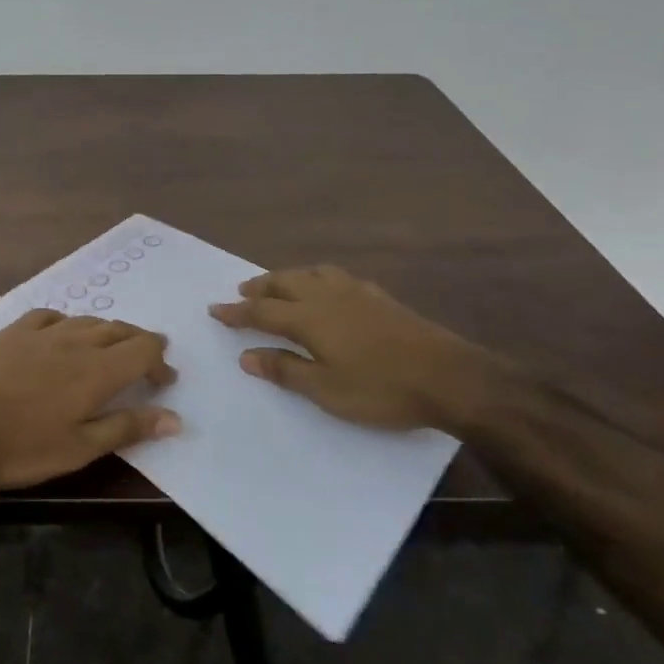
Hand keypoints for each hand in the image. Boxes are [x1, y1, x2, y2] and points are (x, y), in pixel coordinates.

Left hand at [0, 311, 179, 490]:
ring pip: (87, 320)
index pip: (143, 349)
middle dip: (139, 343)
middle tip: (148, 363)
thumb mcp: (77, 449)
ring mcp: (40, 331)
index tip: (165, 381)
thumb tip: (175, 419)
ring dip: (108, 332)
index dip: (160, 361)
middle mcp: (74, 340)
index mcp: (96, 370)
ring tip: (111, 348)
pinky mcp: (11, 330)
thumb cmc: (17, 447)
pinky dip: (68, 323)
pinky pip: (51, 316)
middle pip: (119, 329)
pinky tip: (62, 333)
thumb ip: (126, 428)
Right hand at [209, 266, 506, 433]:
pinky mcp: (379, 297)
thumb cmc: (382, 389)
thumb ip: (285, 370)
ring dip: (287, 277)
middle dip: (259, 288)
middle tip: (241, 292)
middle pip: (284, 283)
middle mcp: (327, 296)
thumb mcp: (326, 390)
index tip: (214, 309)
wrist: (450, 376)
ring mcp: (356, 292)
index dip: (236, 311)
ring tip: (277, 284)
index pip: (262, 311)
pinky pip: (335, 275)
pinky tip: (326, 287)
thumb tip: (246, 355)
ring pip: (311, 273)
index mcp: (310, 318)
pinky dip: (316, 277)